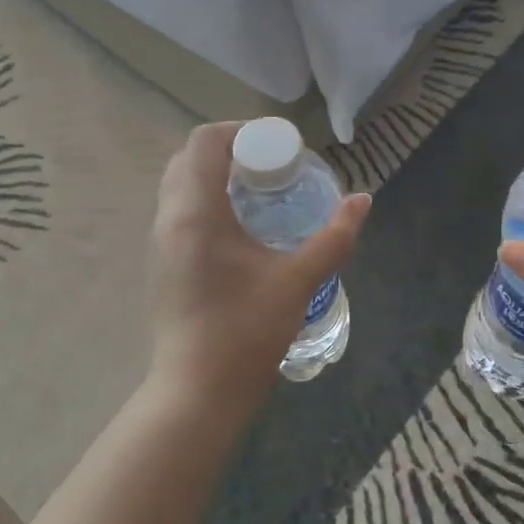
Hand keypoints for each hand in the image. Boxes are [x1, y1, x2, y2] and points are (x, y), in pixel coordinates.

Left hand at [146, 123, 371, 421]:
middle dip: (228, 151)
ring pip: (180, 186)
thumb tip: (363, 200)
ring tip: (258, 193)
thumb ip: (334, 237)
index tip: (276, 145)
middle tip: (270, 167)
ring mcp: (159, 243)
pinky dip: (205, 200)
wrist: (197, 393)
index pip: (205, 142)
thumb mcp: (298, 280)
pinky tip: (240, 228)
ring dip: (214, 176)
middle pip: (189, 159)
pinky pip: (178, 212)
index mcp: (196, 212)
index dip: (239, 131)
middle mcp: (169, 218)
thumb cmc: (246, 331)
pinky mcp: (161, 265)